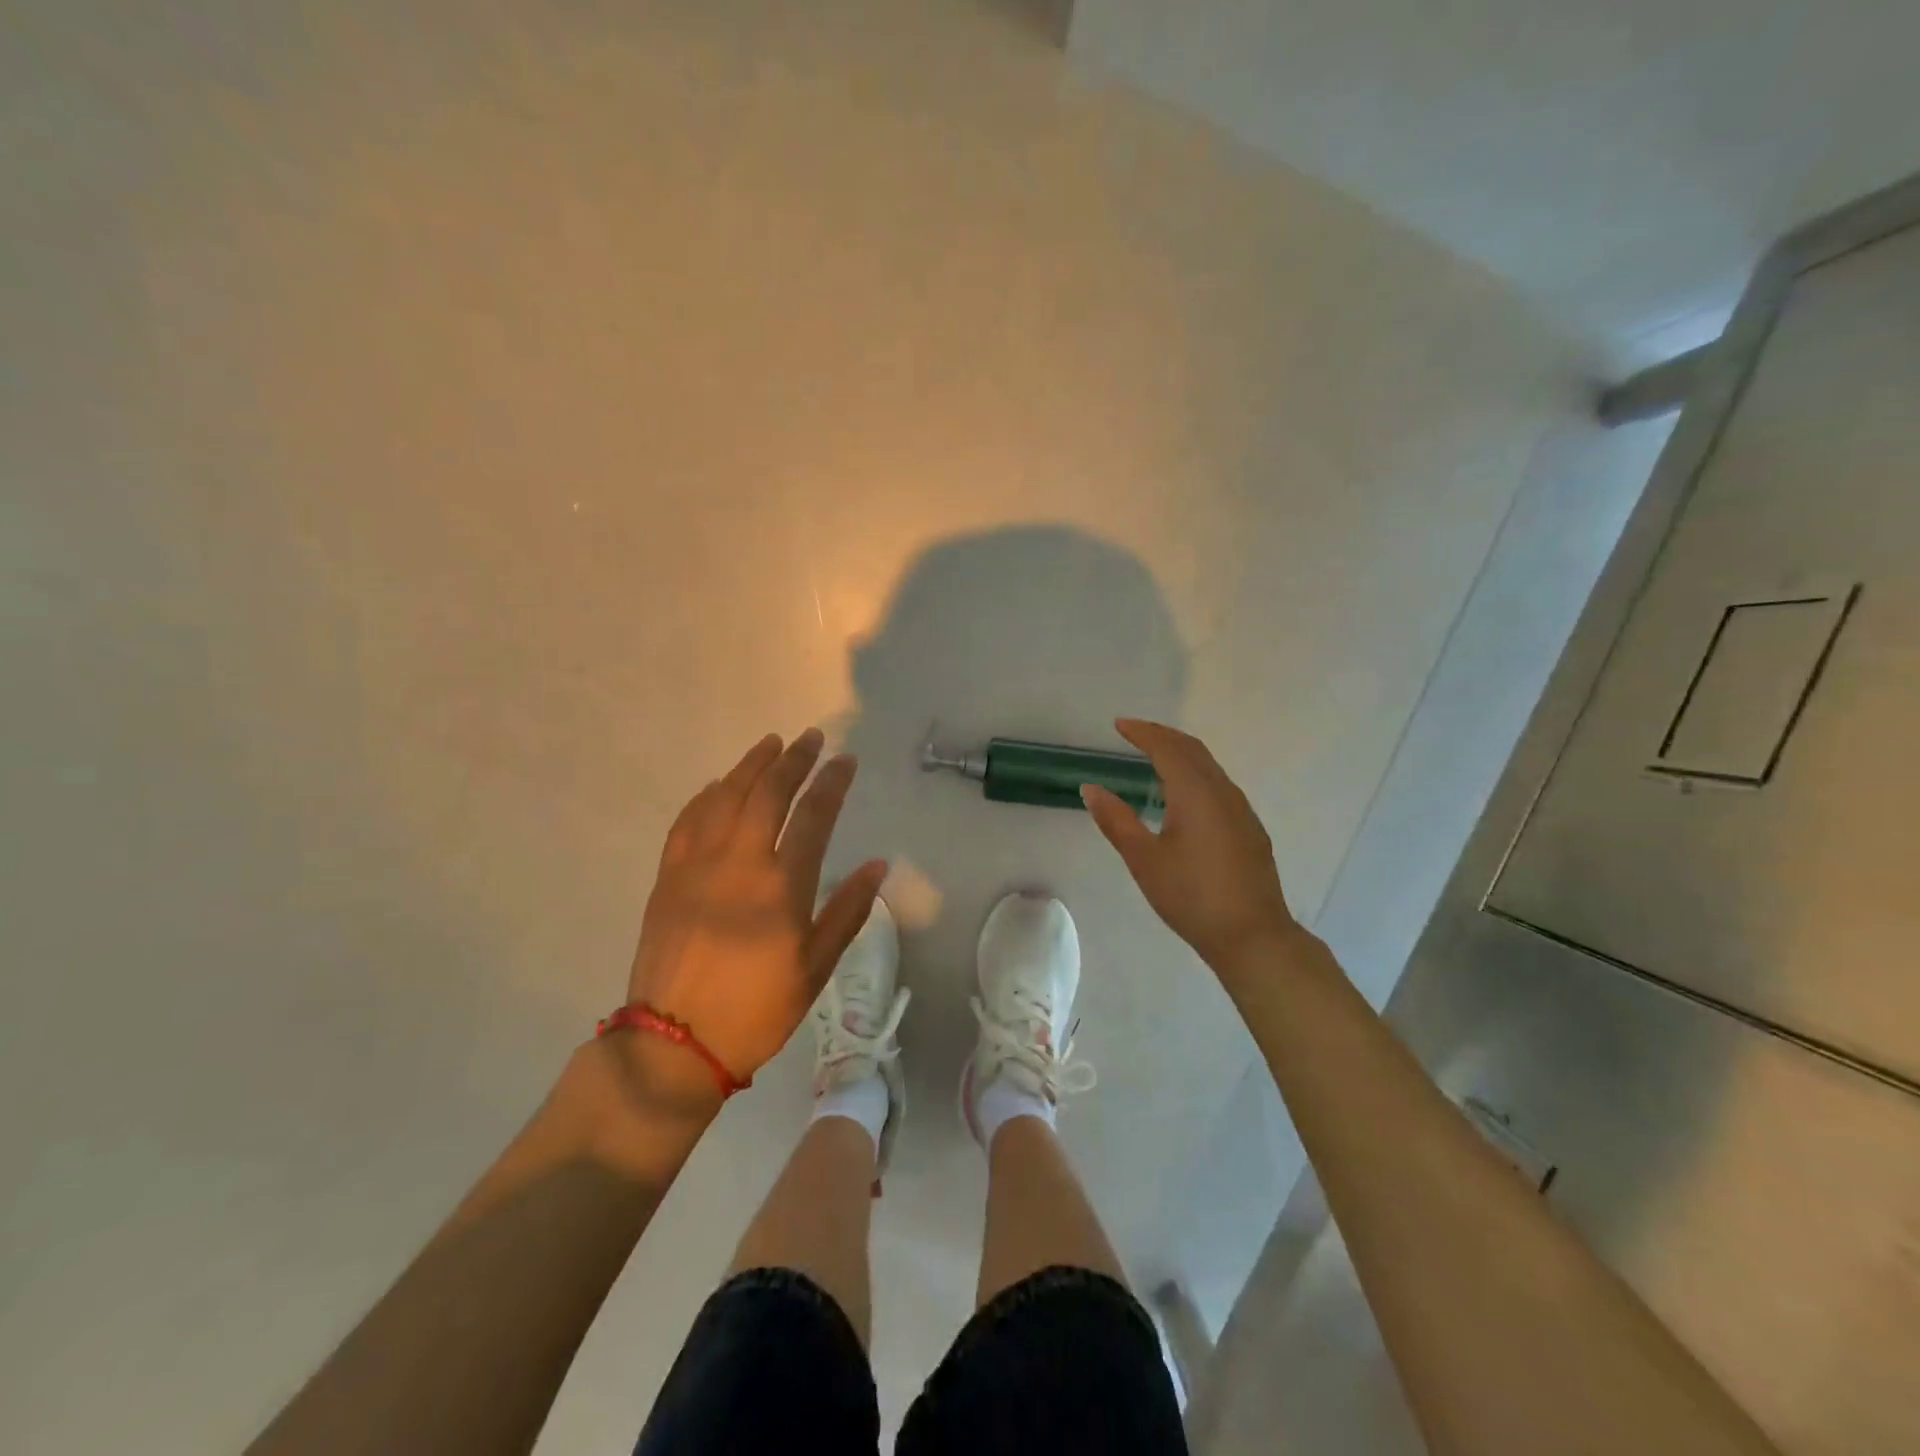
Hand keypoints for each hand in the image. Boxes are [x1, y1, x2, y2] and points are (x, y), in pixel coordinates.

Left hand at [626, 728, 886, 1082]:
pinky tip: (718, 785)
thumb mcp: (815, 968)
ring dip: (750, 766)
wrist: (674, 1042)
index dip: (832, 783)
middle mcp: (739, 863)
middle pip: (767, 794)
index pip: (813, 816)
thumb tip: (877, 865)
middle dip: (793, 760)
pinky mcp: (668, 877)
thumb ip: (847, 911)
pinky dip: (706, 796)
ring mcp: (697, 866)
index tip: (845, 760)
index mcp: (781, 887)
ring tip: (770, 744)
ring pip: (725, 797)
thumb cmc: (757, 1009)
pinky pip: (687, 821)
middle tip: (811, 738)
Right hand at [1082, 719, 1300, 977]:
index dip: (1142, 733)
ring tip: (1156, 757)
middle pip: (1192, 750)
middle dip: (1163, 736)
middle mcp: (1222, 792)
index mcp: (1195, 793)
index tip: (1119, 724)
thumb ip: (1116, 820)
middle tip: (1135, 732)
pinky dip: (1196, 774)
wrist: (1253, 936)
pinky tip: (1185, 795)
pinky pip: (1219, 785)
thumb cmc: (1191, 897)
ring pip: (1209, 767)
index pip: (1167, 749)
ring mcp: (1241, 811)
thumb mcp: (1144, 859)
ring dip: (1181, 754)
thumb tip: (1090, 788)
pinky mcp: (1249, 829)